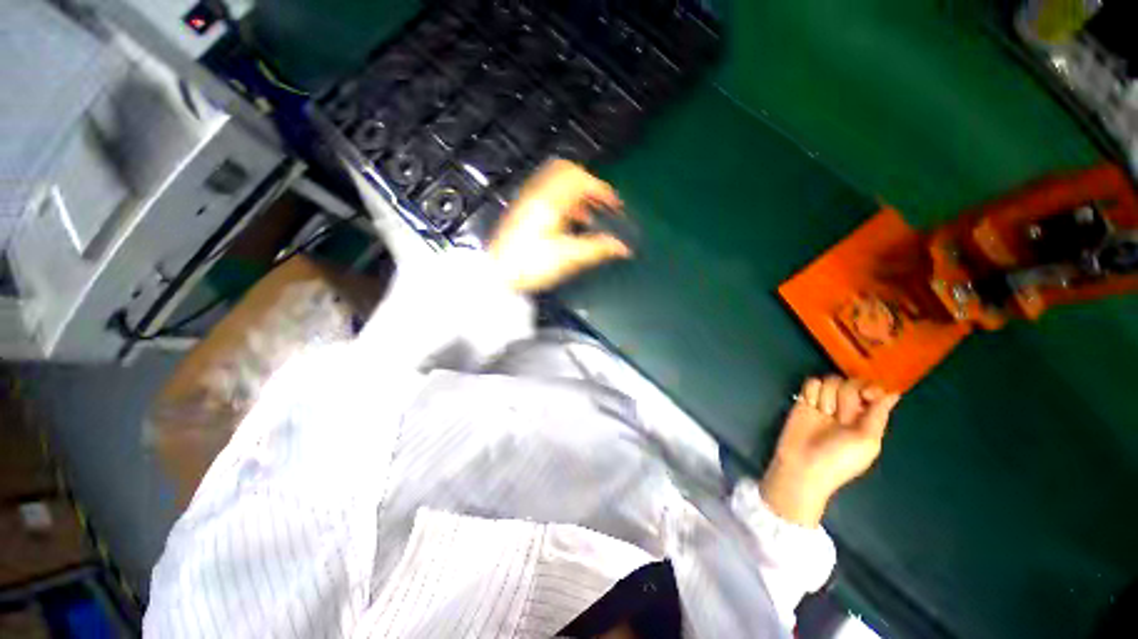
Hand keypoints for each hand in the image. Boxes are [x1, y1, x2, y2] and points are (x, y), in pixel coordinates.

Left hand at [489, 159, 631, 292]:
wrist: (498, 275)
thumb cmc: (531, 265)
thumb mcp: (569, 258)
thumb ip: (598, 249)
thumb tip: (622, 247)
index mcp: (551, 202)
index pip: (582, 180)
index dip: (602, 190)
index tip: (614, 204)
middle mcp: (538, 195)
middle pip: (567, 170)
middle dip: (588, 183)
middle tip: (600, 201)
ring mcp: (527, 200)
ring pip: (556, 180)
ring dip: (575, 192)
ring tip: (587, 213)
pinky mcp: (522, 210)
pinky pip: (546, 193)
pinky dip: (562, 200)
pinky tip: (568, 221)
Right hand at [760, 376, 900, 527]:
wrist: (803, 465)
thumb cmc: (840, 459)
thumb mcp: (867, 441)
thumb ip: (879, 415)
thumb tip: (894, 393)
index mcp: (867, 419)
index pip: (874, 392)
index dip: (871, 388)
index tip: (866, 395)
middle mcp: (847, 409)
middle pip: (852, 383)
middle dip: (847, 396)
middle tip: (839, 416)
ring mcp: (824, 403)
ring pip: (831, 381)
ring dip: (828, 396)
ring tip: (823, 413)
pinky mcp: (804, 400)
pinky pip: (811, 382)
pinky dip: (812, 391)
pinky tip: (810, 405)